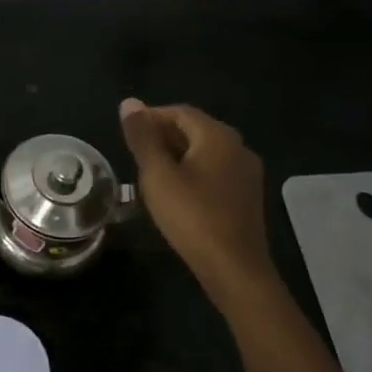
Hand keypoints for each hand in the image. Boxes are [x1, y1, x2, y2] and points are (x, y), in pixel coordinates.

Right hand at [118, 98, 274, 304]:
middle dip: (162, 135)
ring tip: (148, 172)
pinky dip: (191, 171)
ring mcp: (246, 173)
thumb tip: (129, 102)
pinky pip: (214, 171)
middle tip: (133, 153)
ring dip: (176, 155)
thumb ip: (142, 137)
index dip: (150, 117)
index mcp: (218, 136)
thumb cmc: (192, 217)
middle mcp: (238, 147)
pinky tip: (174, 192)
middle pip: (195, 129)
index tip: (126, 133)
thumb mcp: (158, 175)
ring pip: (205, 151)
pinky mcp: (246, 195)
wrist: (234, 269)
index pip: (179, 112)